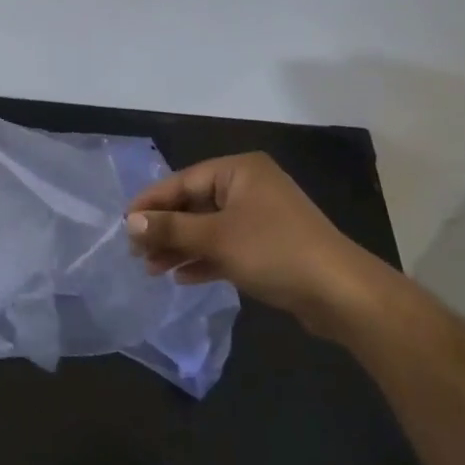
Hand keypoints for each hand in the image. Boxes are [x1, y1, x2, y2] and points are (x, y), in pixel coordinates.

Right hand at [125, 153, 385, 332]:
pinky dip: (204, 259)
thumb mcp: (216, 238)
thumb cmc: (274, 251)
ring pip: (208, 228)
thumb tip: (130, 222)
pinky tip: (181, 277)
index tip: (123, 223)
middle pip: (194, 204)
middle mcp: (249, 187)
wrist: (340, 293)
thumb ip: (171, 229)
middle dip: (165, 229)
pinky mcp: (268, 246)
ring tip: (151, 269)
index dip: (151, 203)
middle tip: (135, 252)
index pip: (183, 181)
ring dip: (180, 247)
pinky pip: (226, 246)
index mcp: (239, 171)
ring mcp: (260, 217)